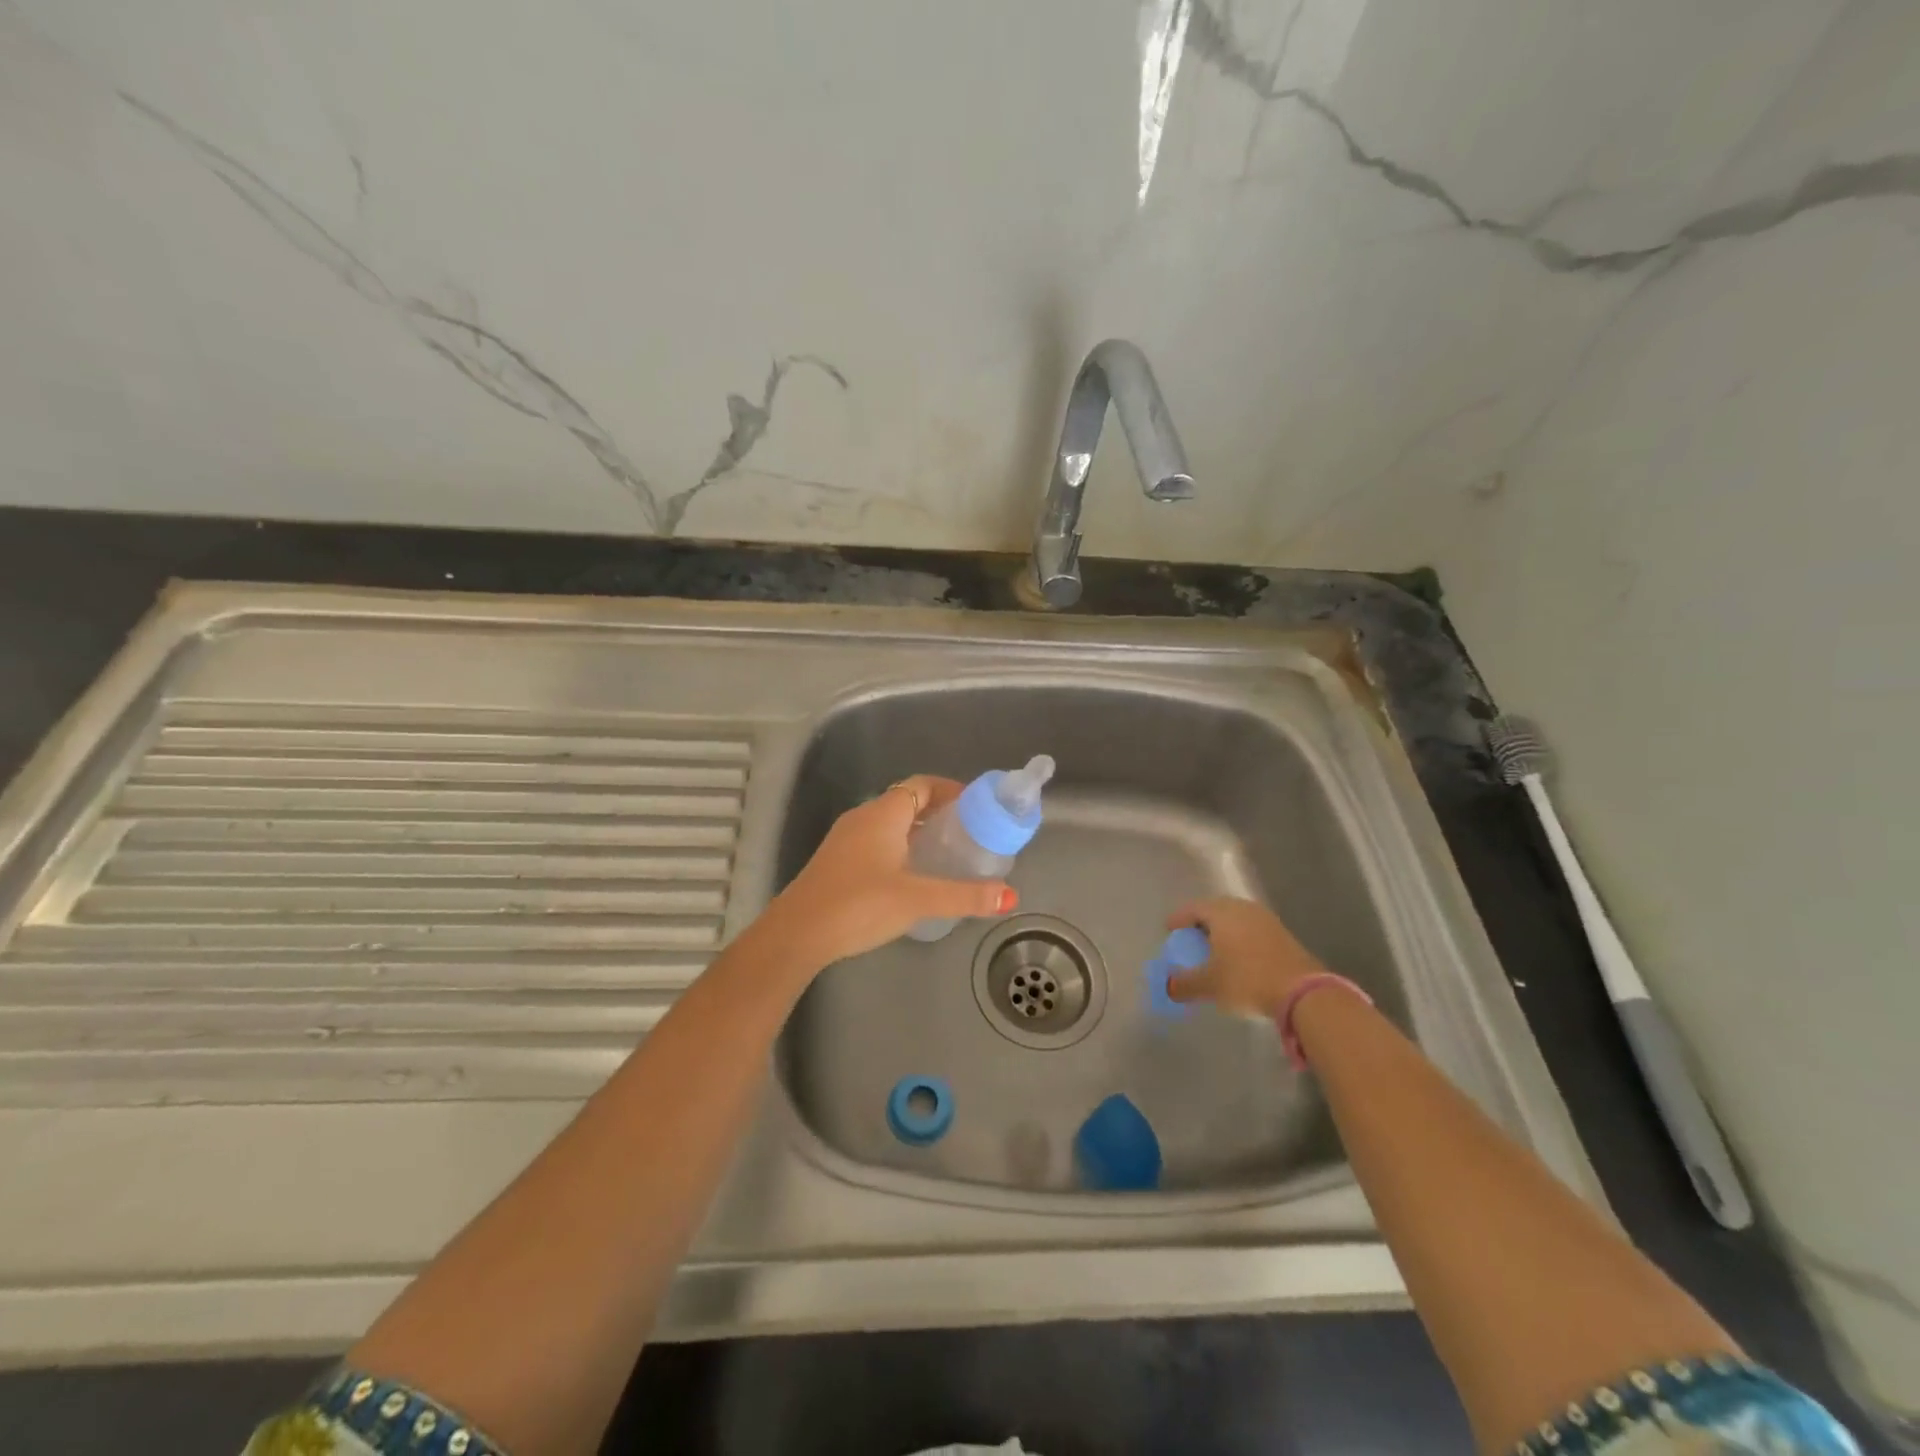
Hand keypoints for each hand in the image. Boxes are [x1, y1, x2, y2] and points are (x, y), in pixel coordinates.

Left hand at [762, 776, 1018, 971]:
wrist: (797, 933)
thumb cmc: (860, 905)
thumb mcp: (917, 900)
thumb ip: (965, 896)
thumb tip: (1010, 896)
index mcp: (884, 814)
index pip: (922, 785)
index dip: (951, 790)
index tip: (977, 807)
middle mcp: (863, 817)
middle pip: (907, 802)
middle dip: (939, 812)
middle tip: (968, 833)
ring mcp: (845, 838)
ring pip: (890, 823)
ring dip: (918, 831)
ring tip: (946, 854)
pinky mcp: (837, 860)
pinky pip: (876, 840)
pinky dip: (899, 846)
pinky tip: (910, 875)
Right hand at [1164, 897, 1326, 1014]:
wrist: (1303, 991)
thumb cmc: (1247, 980)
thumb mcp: (1210, 985)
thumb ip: (1185, 984)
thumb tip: (1168, 987)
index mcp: (1221, 912)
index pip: (1192, 908)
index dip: (1178, 919)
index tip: (1169, 930)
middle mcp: (1242, 908)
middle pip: (1215, 910)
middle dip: (1200, 923)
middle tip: (1190, 938)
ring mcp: (1265, 919)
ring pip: (1236, 919)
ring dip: (1222, 931)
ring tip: (1214, 948)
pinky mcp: (1282, 934)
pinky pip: (1251, 929)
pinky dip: (1239, 938)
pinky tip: (1238, 956)